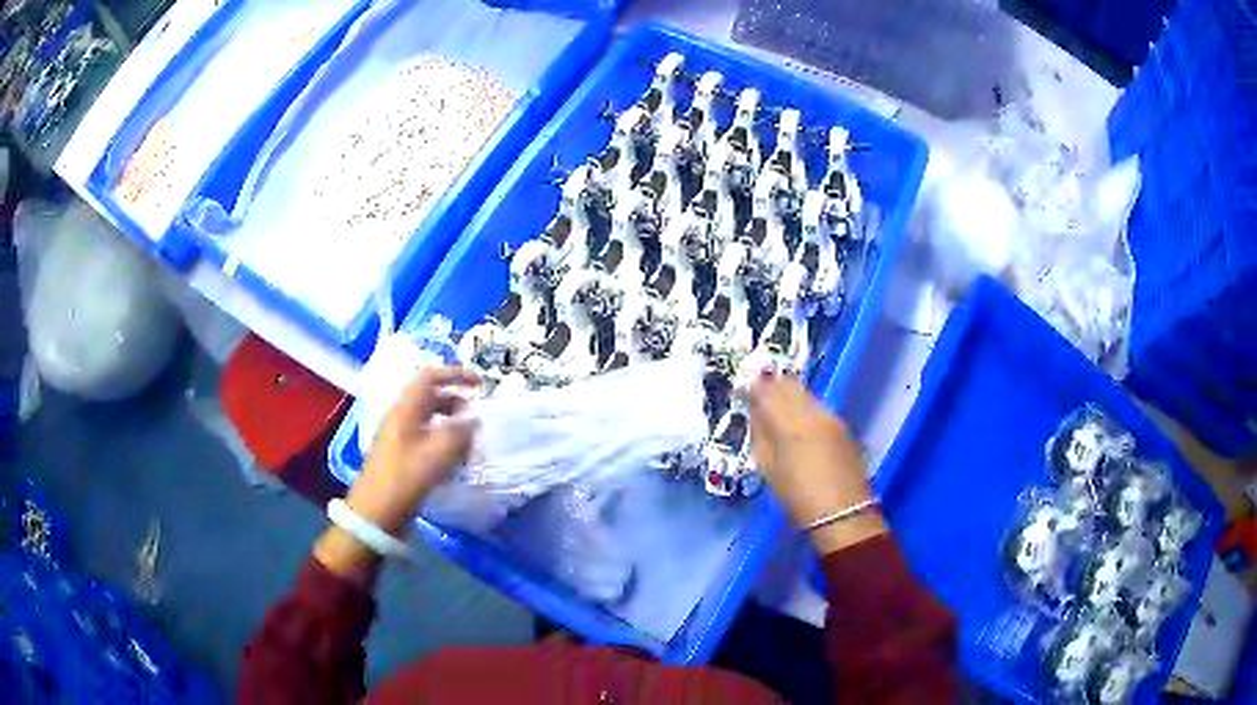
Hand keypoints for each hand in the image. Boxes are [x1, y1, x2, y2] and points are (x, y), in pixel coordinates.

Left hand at [348, 366, 479, 535]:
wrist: (376, 513)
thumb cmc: (406, 479)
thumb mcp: (438, 454)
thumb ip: (460, 433)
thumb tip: (474, 420)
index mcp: (405, 409)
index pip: (430, 376)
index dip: (456, 374)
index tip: (480, 385)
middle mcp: (400, 416)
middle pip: (429, 396)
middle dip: (456, 400)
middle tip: (477, 415)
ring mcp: (398, 435)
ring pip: (428, 417)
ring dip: (451, 421)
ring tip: (470, 438)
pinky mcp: (399, 453)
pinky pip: (425, 435)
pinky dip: (442, 438)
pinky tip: (455, 457)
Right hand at [748, 373, 885, 553]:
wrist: (842, 512)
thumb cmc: (797, 497)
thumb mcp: (768, 469)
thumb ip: (760, 435)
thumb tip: (754, 413)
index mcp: (789, 425)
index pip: (766, 393)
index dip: (751, 388)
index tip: (740, 390)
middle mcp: (812, 413)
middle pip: (788, 385)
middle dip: (771, 384)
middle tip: (757, 389)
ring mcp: (830, 416)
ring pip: (804, 392)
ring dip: (788, 391)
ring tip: (776, 400)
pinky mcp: (842, 424)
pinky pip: (817, 404)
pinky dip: (803, 403)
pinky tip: (797, 415)